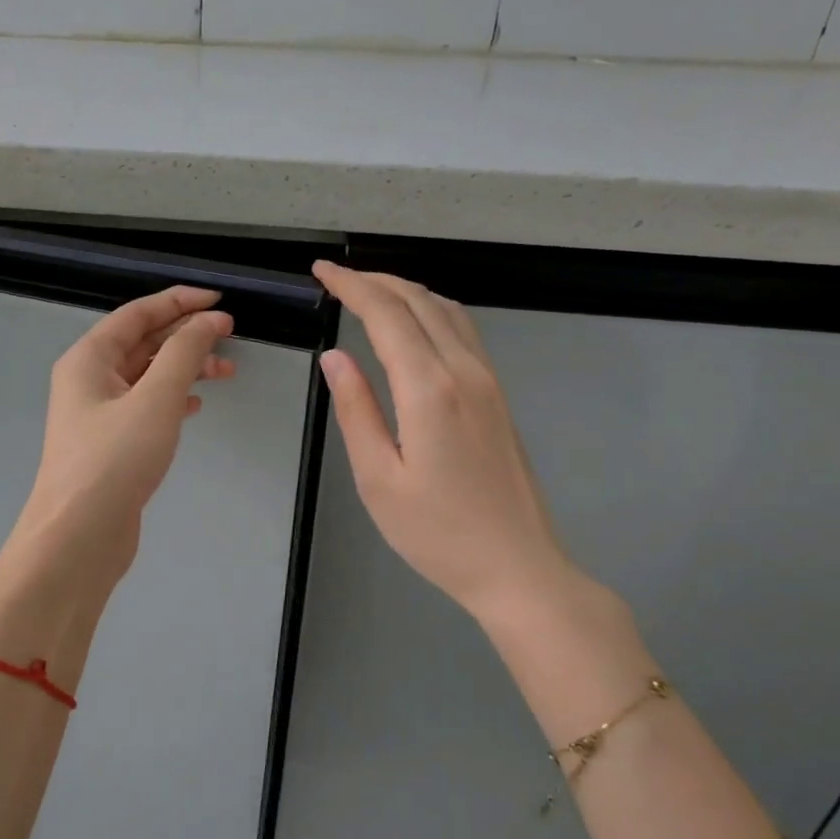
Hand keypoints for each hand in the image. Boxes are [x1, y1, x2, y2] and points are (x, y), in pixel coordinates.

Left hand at [13, 286, 234, 583]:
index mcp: (89, 359)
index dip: (178, 302)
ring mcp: (99, 415)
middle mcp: (89, 381)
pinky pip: (146, 407)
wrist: (79, 536)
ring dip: (185, 369)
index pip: (136, 314)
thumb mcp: (155, 399)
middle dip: (186, 335)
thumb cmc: (114, 461)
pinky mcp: (112, 445)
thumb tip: (207, 319)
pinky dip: (173, 400)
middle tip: (230, 335)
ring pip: (147, 377)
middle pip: (142, 343)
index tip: (219, 301)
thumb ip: (184, 354)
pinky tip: (197, 406)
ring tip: (225, 372)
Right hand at [312, 261, 592, 631]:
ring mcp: (488, 381)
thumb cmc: (437, 533)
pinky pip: (463, 331)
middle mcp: (464, 372)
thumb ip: (356, 411)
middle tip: (337, 278)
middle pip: (419, 302)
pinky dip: (431, 310)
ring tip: (369, 291)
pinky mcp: (498, 395)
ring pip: (447, 310)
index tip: (322, 271)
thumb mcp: (378, 479)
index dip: (351, 286)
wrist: (517, 566)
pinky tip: (415, 323)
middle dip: (375, 280)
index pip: (386, 315)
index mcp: (429, 389)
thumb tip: (335, 358)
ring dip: (405, 290)